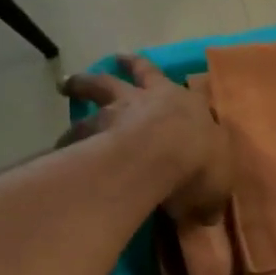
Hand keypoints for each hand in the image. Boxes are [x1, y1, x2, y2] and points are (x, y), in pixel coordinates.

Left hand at [58, 54, 230, 221]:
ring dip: (81, 85)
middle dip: (122, 66)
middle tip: (112, 60)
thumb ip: (208, 196)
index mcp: (186, 105)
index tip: (150, 70)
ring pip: (95, 89)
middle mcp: (150, 99)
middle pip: (131, 73)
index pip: (177, 87)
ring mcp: (118, 110)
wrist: (161, 157)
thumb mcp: (217, 186)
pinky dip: (68, 136)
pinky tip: (58, 145)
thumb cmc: (199, 163)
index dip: (160, 77)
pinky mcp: (93, 130)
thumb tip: (206, 214)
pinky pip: (75, 131)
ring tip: (67, 86)